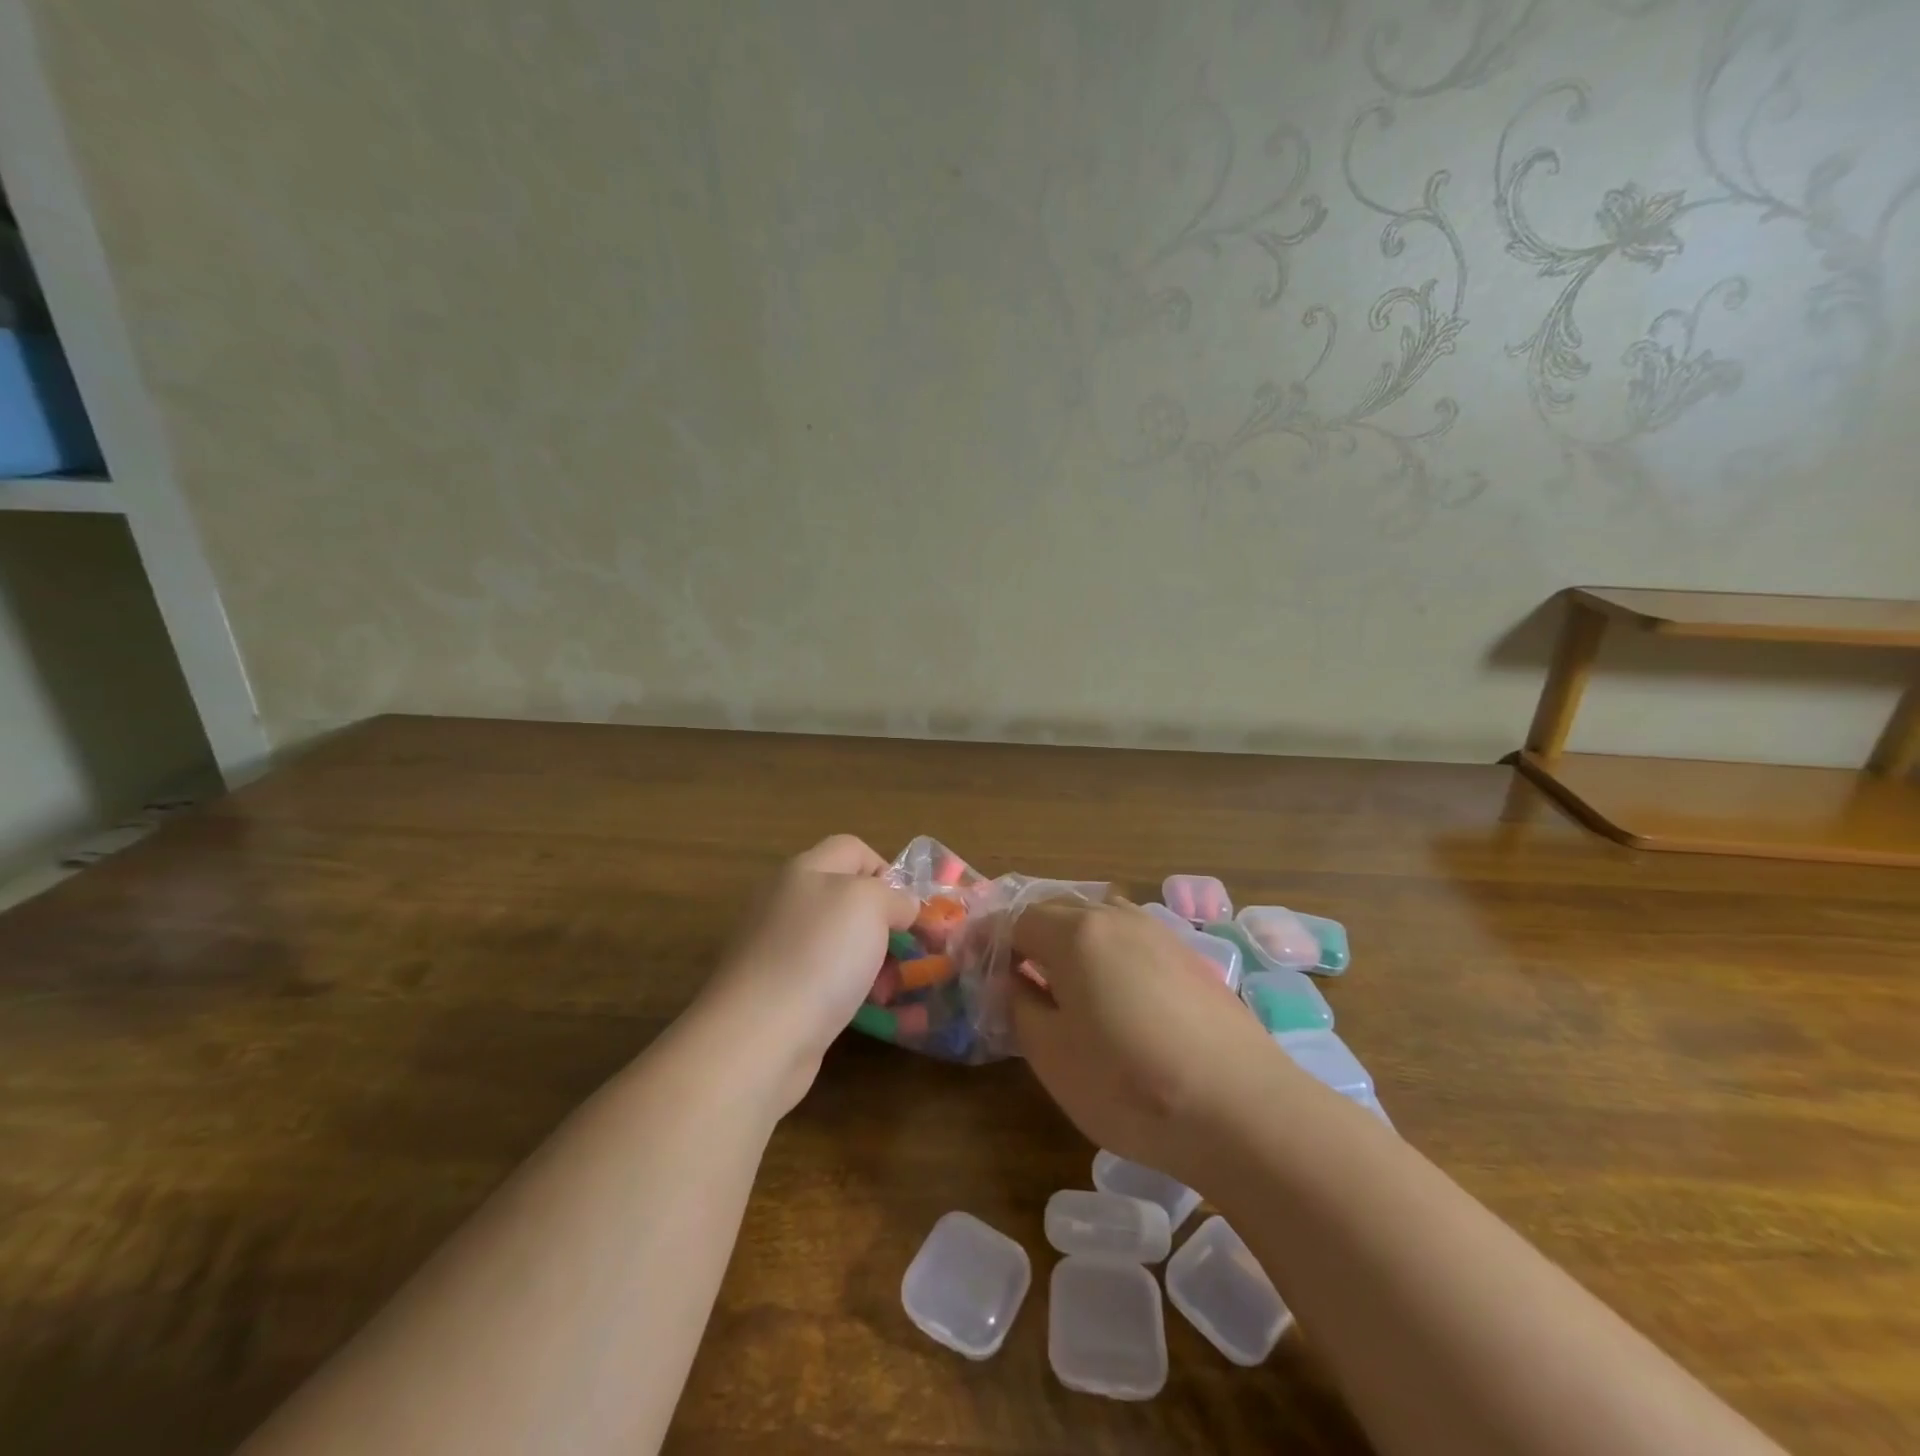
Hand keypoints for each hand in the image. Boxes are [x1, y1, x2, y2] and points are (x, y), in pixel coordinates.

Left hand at [699, 835, 917, 1113]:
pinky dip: (855, 994)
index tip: (910, 907)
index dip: (887, 870)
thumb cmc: (819, 954)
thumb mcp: (870, 904)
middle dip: (886, 922)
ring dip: (876, 962)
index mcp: (805, 870)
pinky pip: (828, 982)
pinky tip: (877, 1014)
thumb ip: (894, 895)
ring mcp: (779, 950)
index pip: (853, 849)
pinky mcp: (778, 993)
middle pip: (847, 898)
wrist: (759, 1035)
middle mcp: (788, 903)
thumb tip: (902, 906)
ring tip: (898, 988)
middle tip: (914, 950)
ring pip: (841, 944)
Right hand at [1011, 896, 1282, 1187]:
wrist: (1244, 1110)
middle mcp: (1118, 918)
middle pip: (1057, 911)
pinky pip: (1130, 940)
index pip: (1017, 920)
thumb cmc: (1130, 1084)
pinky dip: (1105, 953)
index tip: (971, 964)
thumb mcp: (1052, 1055)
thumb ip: (1021, 1006)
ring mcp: (1159, 934)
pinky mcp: (1190, 958)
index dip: (988, 940)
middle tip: (1011, 974)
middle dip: (1027, 936)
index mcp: (1076, 933)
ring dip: (1068, 942)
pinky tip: (1112, 994)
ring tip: (1059, 983)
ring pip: (1098, 921)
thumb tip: (1015, 981)